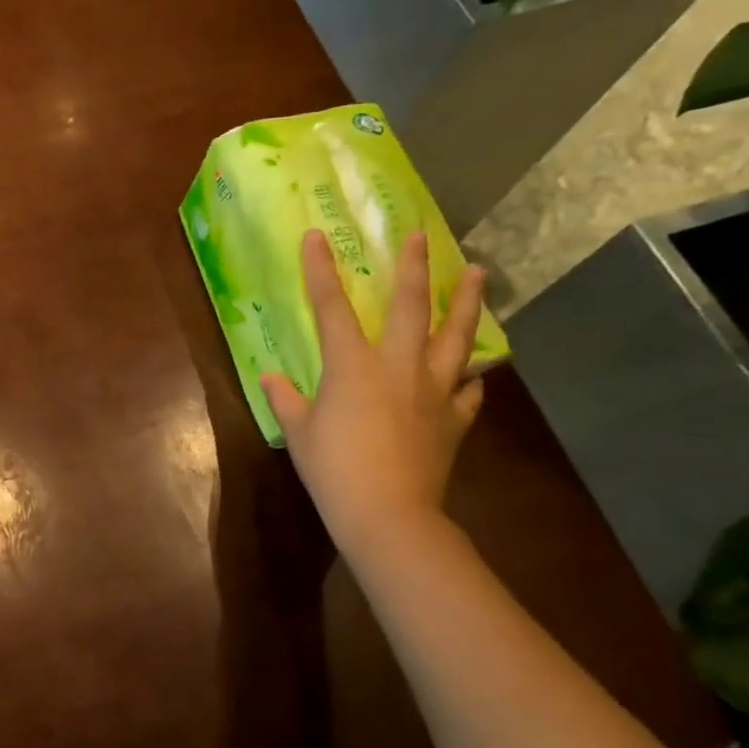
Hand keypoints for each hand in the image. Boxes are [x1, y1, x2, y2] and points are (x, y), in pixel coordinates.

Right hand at [261, 230, 486, 557]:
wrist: (387, 511)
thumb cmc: (332, 468)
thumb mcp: (298, 432)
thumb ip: (286, 400)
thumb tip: (271, 378)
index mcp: (352, 366)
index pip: (331, 308)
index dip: (320, 270)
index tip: (316, 236)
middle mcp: (398, 367)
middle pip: (410, 307)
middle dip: (412, 268)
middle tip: (420, 236)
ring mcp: (433, 390)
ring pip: (456, 337)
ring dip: (466, 303)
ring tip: (476, 274)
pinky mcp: (454, 418)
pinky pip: (470, 390)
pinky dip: (472, 376)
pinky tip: (475, 370)